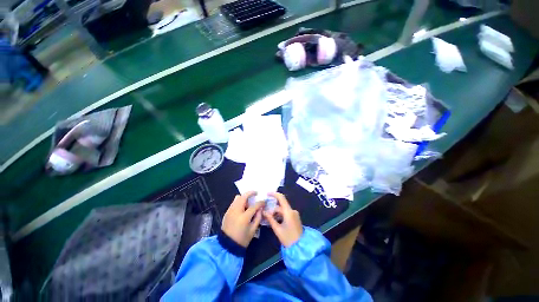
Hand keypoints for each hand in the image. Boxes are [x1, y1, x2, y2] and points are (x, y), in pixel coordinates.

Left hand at [222, 191, 264, 247]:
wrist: (227, 246)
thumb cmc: (242, 239)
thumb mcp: (253, 230)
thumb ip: (258, 217)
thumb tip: (260, 209)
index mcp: (244, 217)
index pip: (254, 206)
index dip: (260, 203)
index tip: (264, 202)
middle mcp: (236, 211)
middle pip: (243, 197)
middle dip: (251, 193)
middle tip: (256, 193)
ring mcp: (230, 211)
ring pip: (237, 198)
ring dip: (244, 197)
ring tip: (249, 201)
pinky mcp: (227, 212)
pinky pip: (234, 202)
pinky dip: (239, 201)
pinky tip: (243, 206)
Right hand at [263, 192, 302, 246]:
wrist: (301, 247)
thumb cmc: (288, 238)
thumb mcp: (277, 229)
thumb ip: (270, 219)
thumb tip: (263, 211)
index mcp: (288, 212)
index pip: (281, 198)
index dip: (274, 194)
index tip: (267, 194)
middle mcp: (292, 211)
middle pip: (280, 206)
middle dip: (272, 208)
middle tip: (264, 213)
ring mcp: (294, 214)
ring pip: (282, 210)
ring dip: (275, 213)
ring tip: (268, 218)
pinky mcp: (295, 218)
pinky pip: (286, 213)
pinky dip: (280, 215)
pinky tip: (274, 220)